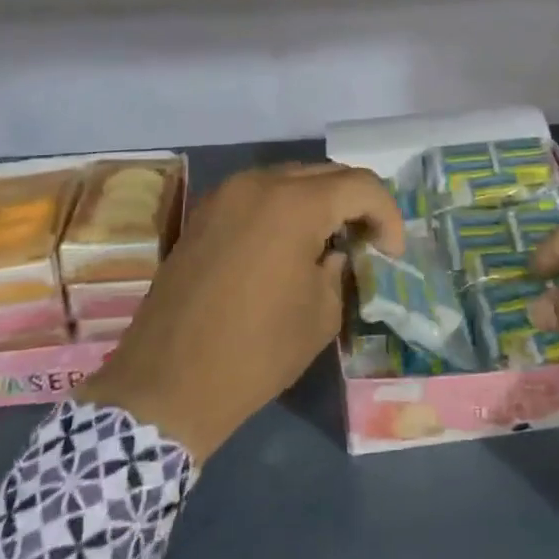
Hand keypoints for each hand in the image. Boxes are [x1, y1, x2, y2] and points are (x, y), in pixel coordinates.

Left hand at [79, 162, 402, 462]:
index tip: (391, 252)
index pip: (360, 185)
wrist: (167, 384)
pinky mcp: (203, 215)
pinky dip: (283, 208)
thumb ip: (339, 270)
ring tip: (329, 240)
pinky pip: (257, 195)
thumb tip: (334, 252)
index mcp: (294, 205)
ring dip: (318, 202)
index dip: (387, 214)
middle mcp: (258, 184)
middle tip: (367, 241)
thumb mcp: (320, 315)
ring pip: (289, 179)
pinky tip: (288, 244)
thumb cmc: (256, 352)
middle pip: (325, 174)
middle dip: (354, 202)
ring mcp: (225, 196)